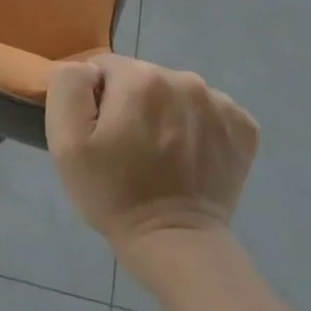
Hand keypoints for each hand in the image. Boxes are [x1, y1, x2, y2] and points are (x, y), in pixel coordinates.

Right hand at [47, 56, 258, 246]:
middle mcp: (185, 80)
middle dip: (131, 103)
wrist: (175, 243)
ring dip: (164, 113)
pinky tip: (187, 157)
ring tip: (158, 154)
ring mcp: (221, 104)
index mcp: (141, 78)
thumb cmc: (112, 192)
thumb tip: (87, 70)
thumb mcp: (66, 141)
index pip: (105, 67)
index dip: (96, 99)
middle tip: (126, 147)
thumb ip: (69, 86)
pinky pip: (207, 111)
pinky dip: (196, 127)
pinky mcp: (244, 127)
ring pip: (175, 92)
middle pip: (143, 77)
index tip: (101, 134)